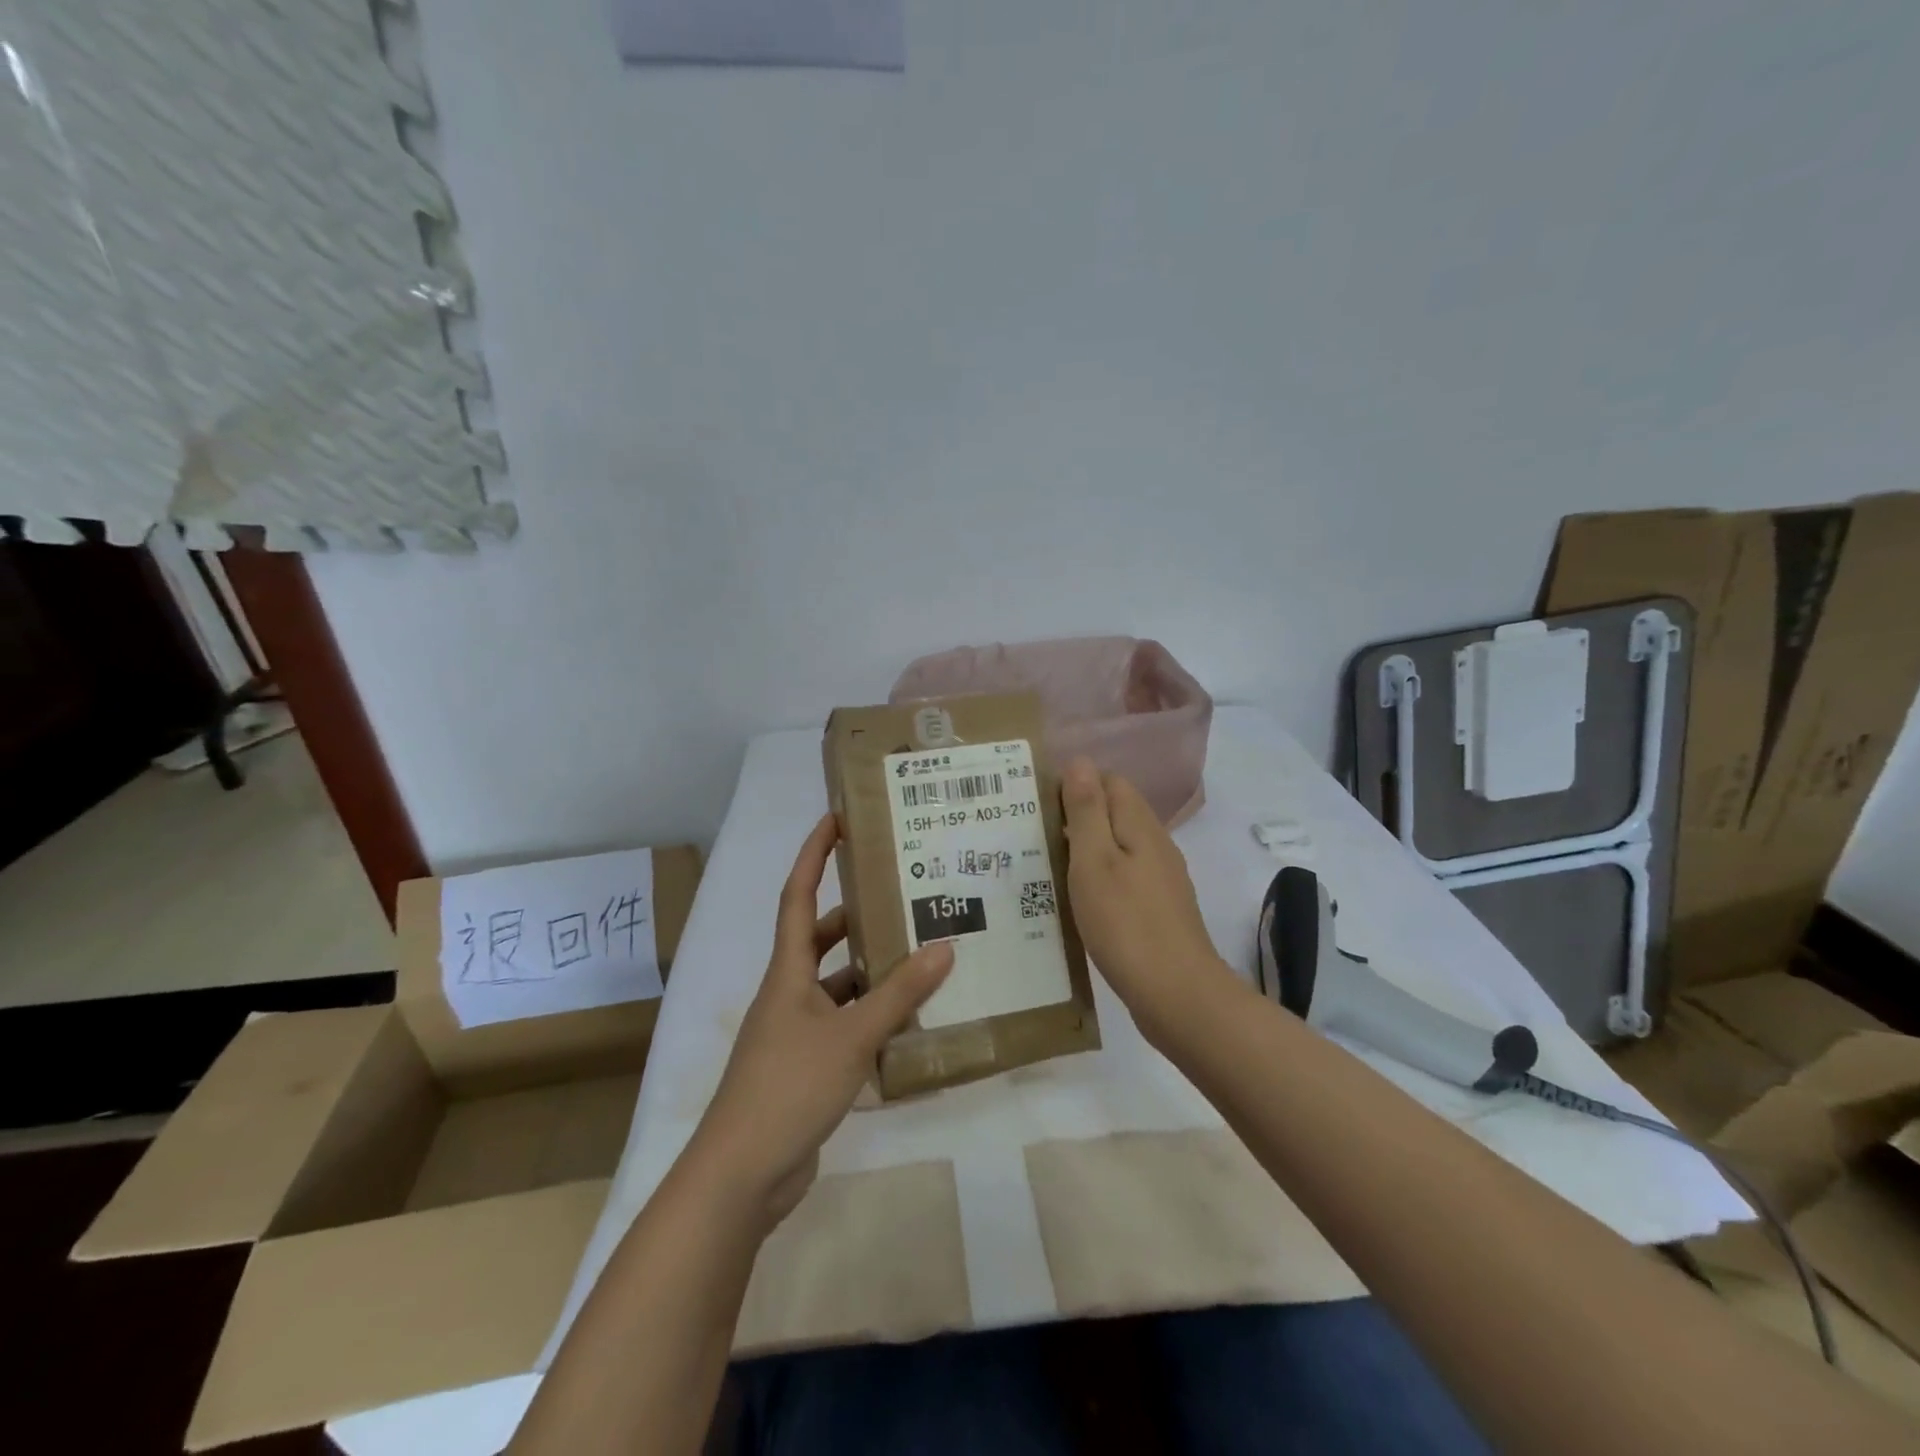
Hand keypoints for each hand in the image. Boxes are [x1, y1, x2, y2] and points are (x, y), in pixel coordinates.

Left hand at [690, 814, 953, 1227]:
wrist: (741, 1175)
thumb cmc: (787, 1088)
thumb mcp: (850, 1036)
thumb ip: (898, 994)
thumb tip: (944, 946)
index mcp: (787, 972)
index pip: (796, 896)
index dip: (813, 855)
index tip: (836, 819)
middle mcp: (788, 994)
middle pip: (819, 939)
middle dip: (854, 915)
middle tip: (901, 896)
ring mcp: (795, 1033)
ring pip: (837, 986)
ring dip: (871, 972)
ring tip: (920, 956)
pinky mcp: (806, 1068)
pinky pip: (844, 1026)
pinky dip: (872, 1018)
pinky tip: (909, 1022)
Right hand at [1062, 758, 1226, 1035]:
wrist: (1178, 996)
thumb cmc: (1126, 924)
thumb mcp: (1094, 862)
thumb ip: (1087, 811)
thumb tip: (1079, 761)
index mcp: (1141, 826)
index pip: (1110, 782)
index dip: (1075, 785)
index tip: (1039, 807)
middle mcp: (1156, 846)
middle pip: (1115, 813)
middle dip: (1076, 818)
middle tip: (1033, 838)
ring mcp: (1161, 880)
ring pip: (1118, 847)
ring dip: (1085, 851)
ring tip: (1047, 868)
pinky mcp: (1159, 911)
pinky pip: (1124, 878)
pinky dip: (1099, 880)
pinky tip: (1077, 902)